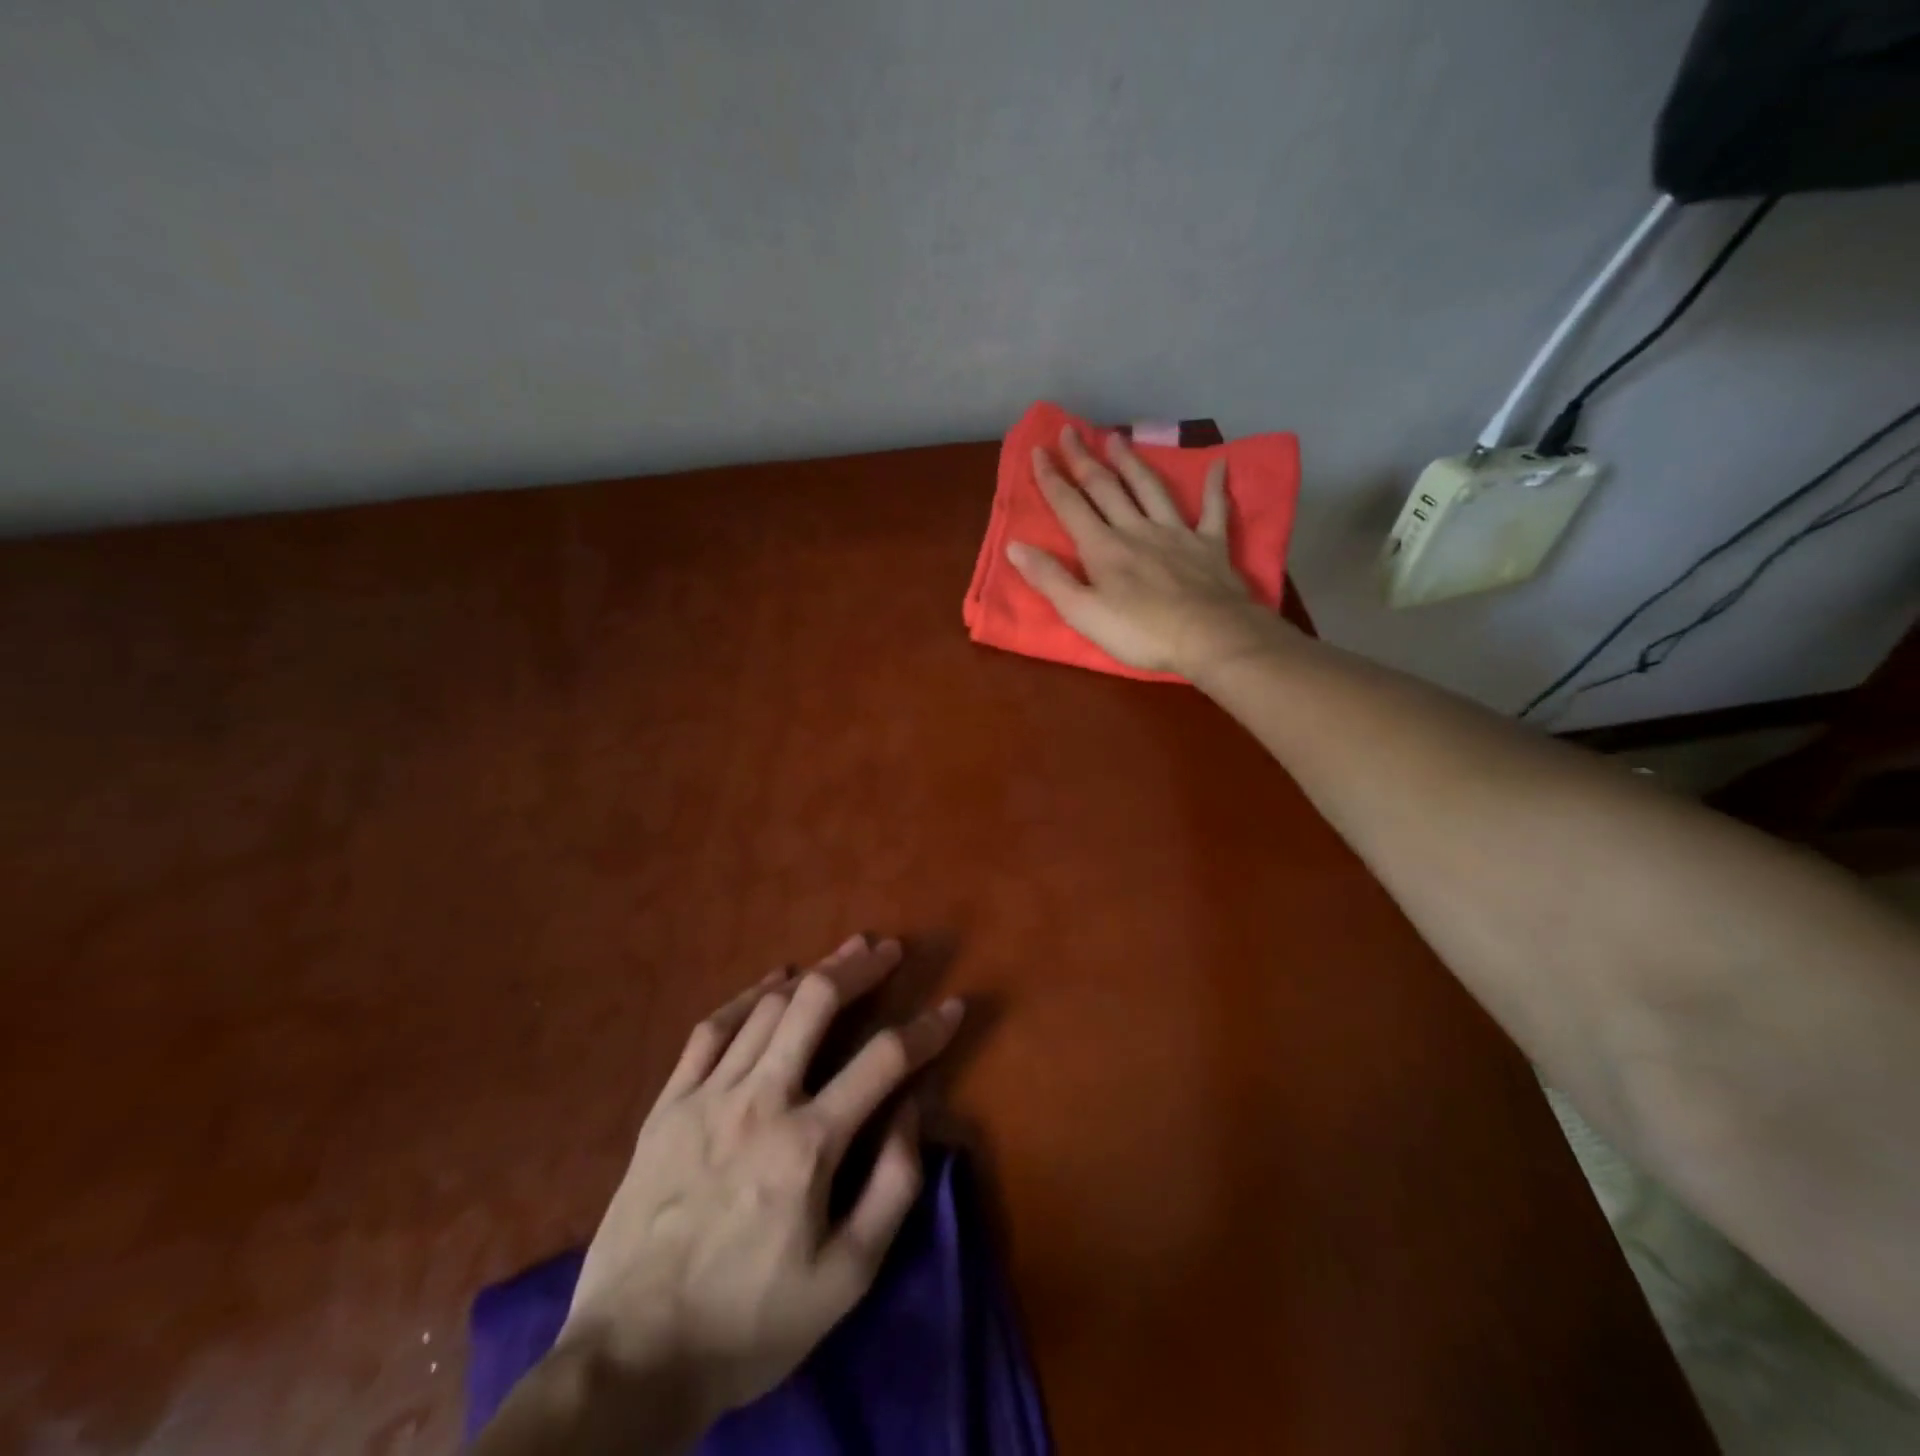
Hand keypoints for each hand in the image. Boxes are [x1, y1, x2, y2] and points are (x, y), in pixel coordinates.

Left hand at [557, 935, 962, 1430]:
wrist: (632, 1358)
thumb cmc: (751, 1321)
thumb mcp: (847, 1277)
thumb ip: (893, 1186)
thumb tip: (915, 1109)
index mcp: (808, 1145)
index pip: (884, 1060)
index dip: (927, 1028)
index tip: (953, 1007)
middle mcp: (760, 1101)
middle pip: (816, 1004)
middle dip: (860, 968)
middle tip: (888, 949)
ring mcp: (707, 1097)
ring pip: (767, 1007)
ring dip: (812, 974)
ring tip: (842, 956)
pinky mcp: (668, 1105)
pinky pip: (711, 1028)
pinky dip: (746, 996)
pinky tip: (770, 981)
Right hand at [1007, 425, 1285, 677]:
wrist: (1209, 637)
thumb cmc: (1141, 632)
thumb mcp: (1083, 613)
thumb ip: (1049, 579)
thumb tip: (1015, 546)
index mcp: (1103, 548)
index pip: (1070, 506)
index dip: (1051, 479)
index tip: (1038, 450)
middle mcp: (1136, 529)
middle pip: (1106, 488)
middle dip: (1085, 459)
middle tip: (1070, 430)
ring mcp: (1176, 533)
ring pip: (1150, 489)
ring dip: (1132, 462)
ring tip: (1118, 437)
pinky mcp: (1210, 545)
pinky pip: (1213, 510)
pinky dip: (1215, 487)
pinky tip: (1220, 464)